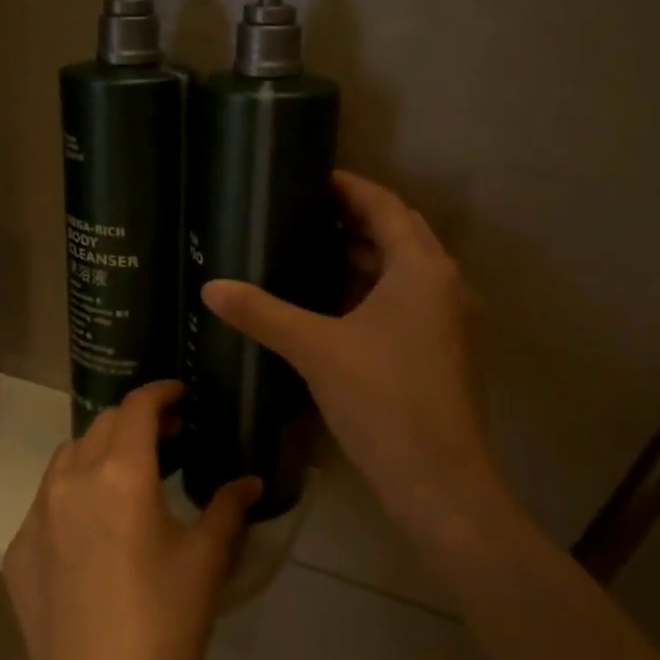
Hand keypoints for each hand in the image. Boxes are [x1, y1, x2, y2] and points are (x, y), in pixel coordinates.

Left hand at [2, 381, 258, 659]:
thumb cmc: (163, 628)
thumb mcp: (206, 563)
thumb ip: (228, 508)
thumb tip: (250, 481)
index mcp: (120, 473)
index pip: (137, 406)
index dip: (161, 393)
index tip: (181, 397)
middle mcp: (71, 480)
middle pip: (101, 425)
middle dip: (136, 422)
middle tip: (168, 441)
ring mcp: (37, 515)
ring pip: (68, 458)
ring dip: (100, 452)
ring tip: (129, 478)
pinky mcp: (18, 549)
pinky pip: (47, 501)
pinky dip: (74, 495)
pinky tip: (94, 532)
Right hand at [202, 171, 502, 539]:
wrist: (438, 480)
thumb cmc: (382, 400)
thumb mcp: (315, 349)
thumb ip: (263, 313)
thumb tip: (211, 287)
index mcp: (423, 269)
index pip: (385, 206)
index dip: (349, 188)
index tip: (311, 178)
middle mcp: (444, 284)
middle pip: (398, 233)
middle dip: (354, 220)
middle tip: (303, 214)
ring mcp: (448, 320)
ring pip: (403, 271)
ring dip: (363, 258)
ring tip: (309, 252)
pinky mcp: (442, 349)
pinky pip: (405, 301)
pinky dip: (371, 292)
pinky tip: (332, 304)